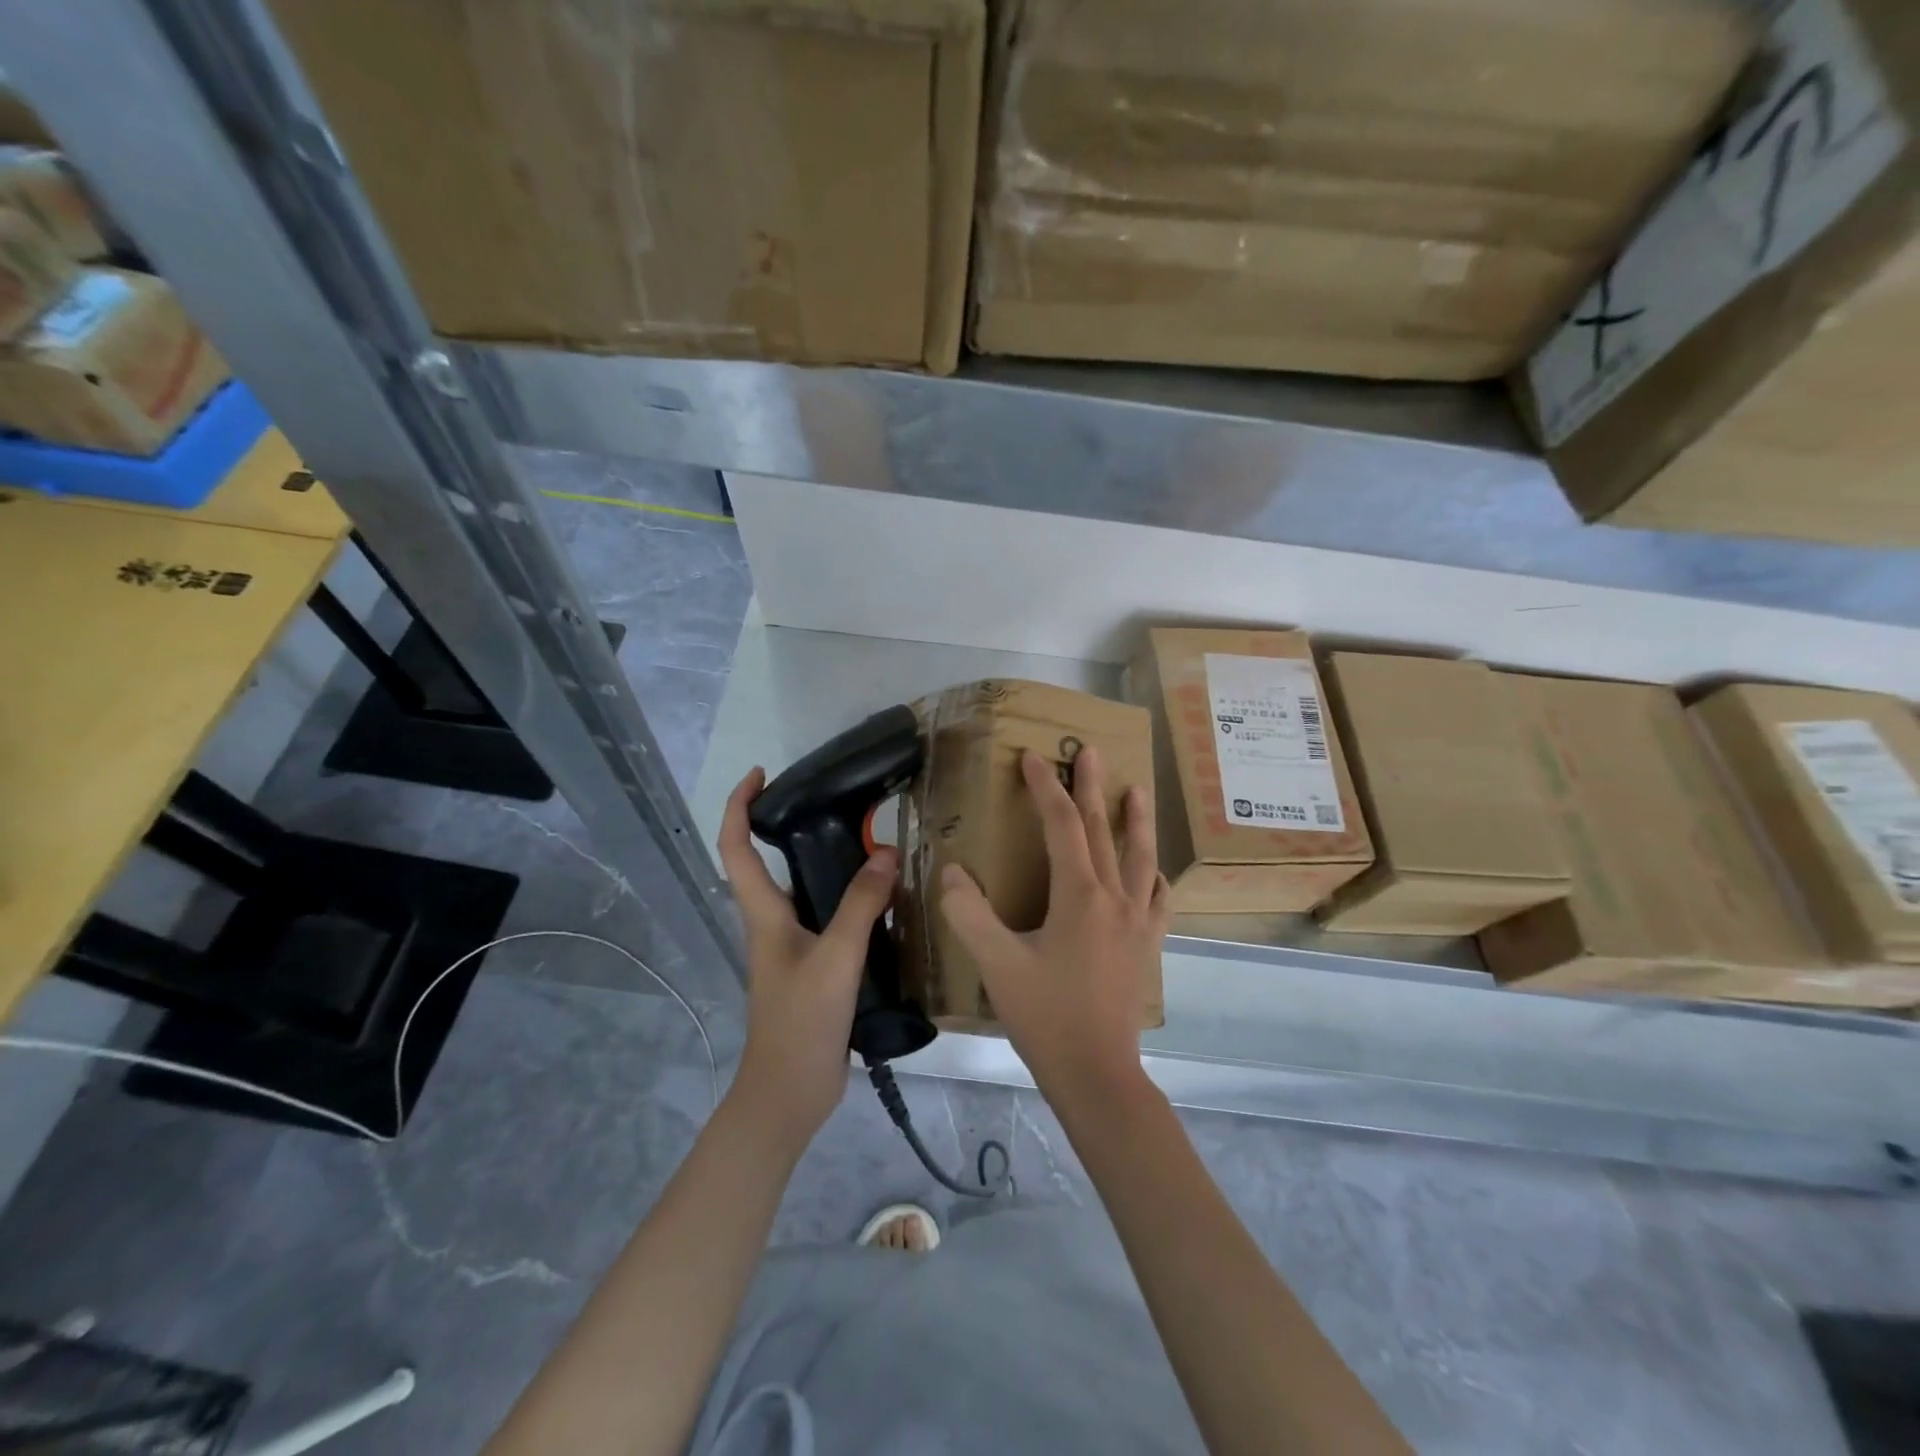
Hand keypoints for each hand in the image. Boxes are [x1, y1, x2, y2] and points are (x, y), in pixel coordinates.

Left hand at [717, 766, 896, 1150]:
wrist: (789, 1095)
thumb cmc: (801, 1023)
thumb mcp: (836, 958)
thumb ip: (860, 905)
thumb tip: (887, 853)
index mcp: (763, 914)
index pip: (736, 848)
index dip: (740, 806)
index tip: (761, 774)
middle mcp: (772, 924)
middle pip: (770, 864)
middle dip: (793, 827)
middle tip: (840, 805)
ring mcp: (793, 948)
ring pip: (807, 891)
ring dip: (830, 864)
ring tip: (872, 845)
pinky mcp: (814, 968)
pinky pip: (831, 919)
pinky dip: (852, 899)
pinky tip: (885, 902)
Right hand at [939, 747, 1169, 1119]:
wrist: (1097, 1074)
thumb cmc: (1046, 1017)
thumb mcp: (996, 964)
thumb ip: (969, 914)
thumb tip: (952, 872)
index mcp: (1079, 896)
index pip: (1062, 826)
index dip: (1045, 789)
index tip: (1032, 759)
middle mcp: (1115, 898)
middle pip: (1103, 830)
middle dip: (1092, 788)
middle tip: (1090, 751)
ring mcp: (1138, 922)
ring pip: (1140, 858)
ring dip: (1136, 820)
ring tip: (1136, 790)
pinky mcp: (1147, 946)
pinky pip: (1156, 899)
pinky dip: (1153, 875)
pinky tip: (1154, 871)